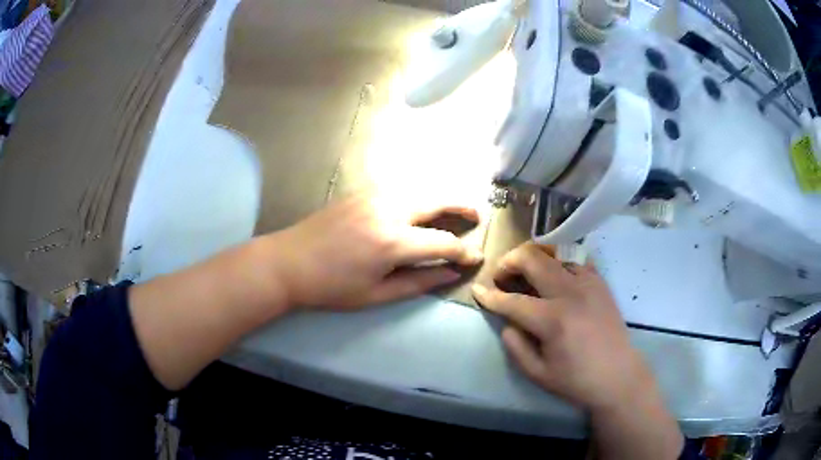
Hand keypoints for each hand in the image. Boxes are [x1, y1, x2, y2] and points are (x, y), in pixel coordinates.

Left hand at [266, 195, 483, 309]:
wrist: (287, 263)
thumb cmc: (330, 287)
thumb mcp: (375, 295)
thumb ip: (418, 282)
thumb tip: (450, 274)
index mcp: (392, 242)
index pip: (442, 242)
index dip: (462, 252)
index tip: (475, 258)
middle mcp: (387, 211)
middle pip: (436, 201)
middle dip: (461, 207)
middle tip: (477, 216)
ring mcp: (372, 196)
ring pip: (418, 189)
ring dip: (440, 197)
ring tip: (453, 209)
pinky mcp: (360, 192)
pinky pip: (398, 188)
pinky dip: (417, 194)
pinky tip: (418, 205)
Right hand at [471, 243, 655, 413]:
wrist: (619, 375)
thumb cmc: (577, 380)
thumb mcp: (537, 374)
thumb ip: (515, 346)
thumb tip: (507, 322)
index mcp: (553, 320)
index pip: (512, 300)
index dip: (490, 295)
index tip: (477, 290)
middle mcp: (570, 292)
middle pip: (532, 259)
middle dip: (509, 262)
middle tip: (501, 276)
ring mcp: (588, 282)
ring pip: (553, 253)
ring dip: (533, 259)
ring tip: (526, 274)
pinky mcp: (600, 281)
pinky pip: (573, 260)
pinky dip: (557, 263)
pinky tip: (555, 279)